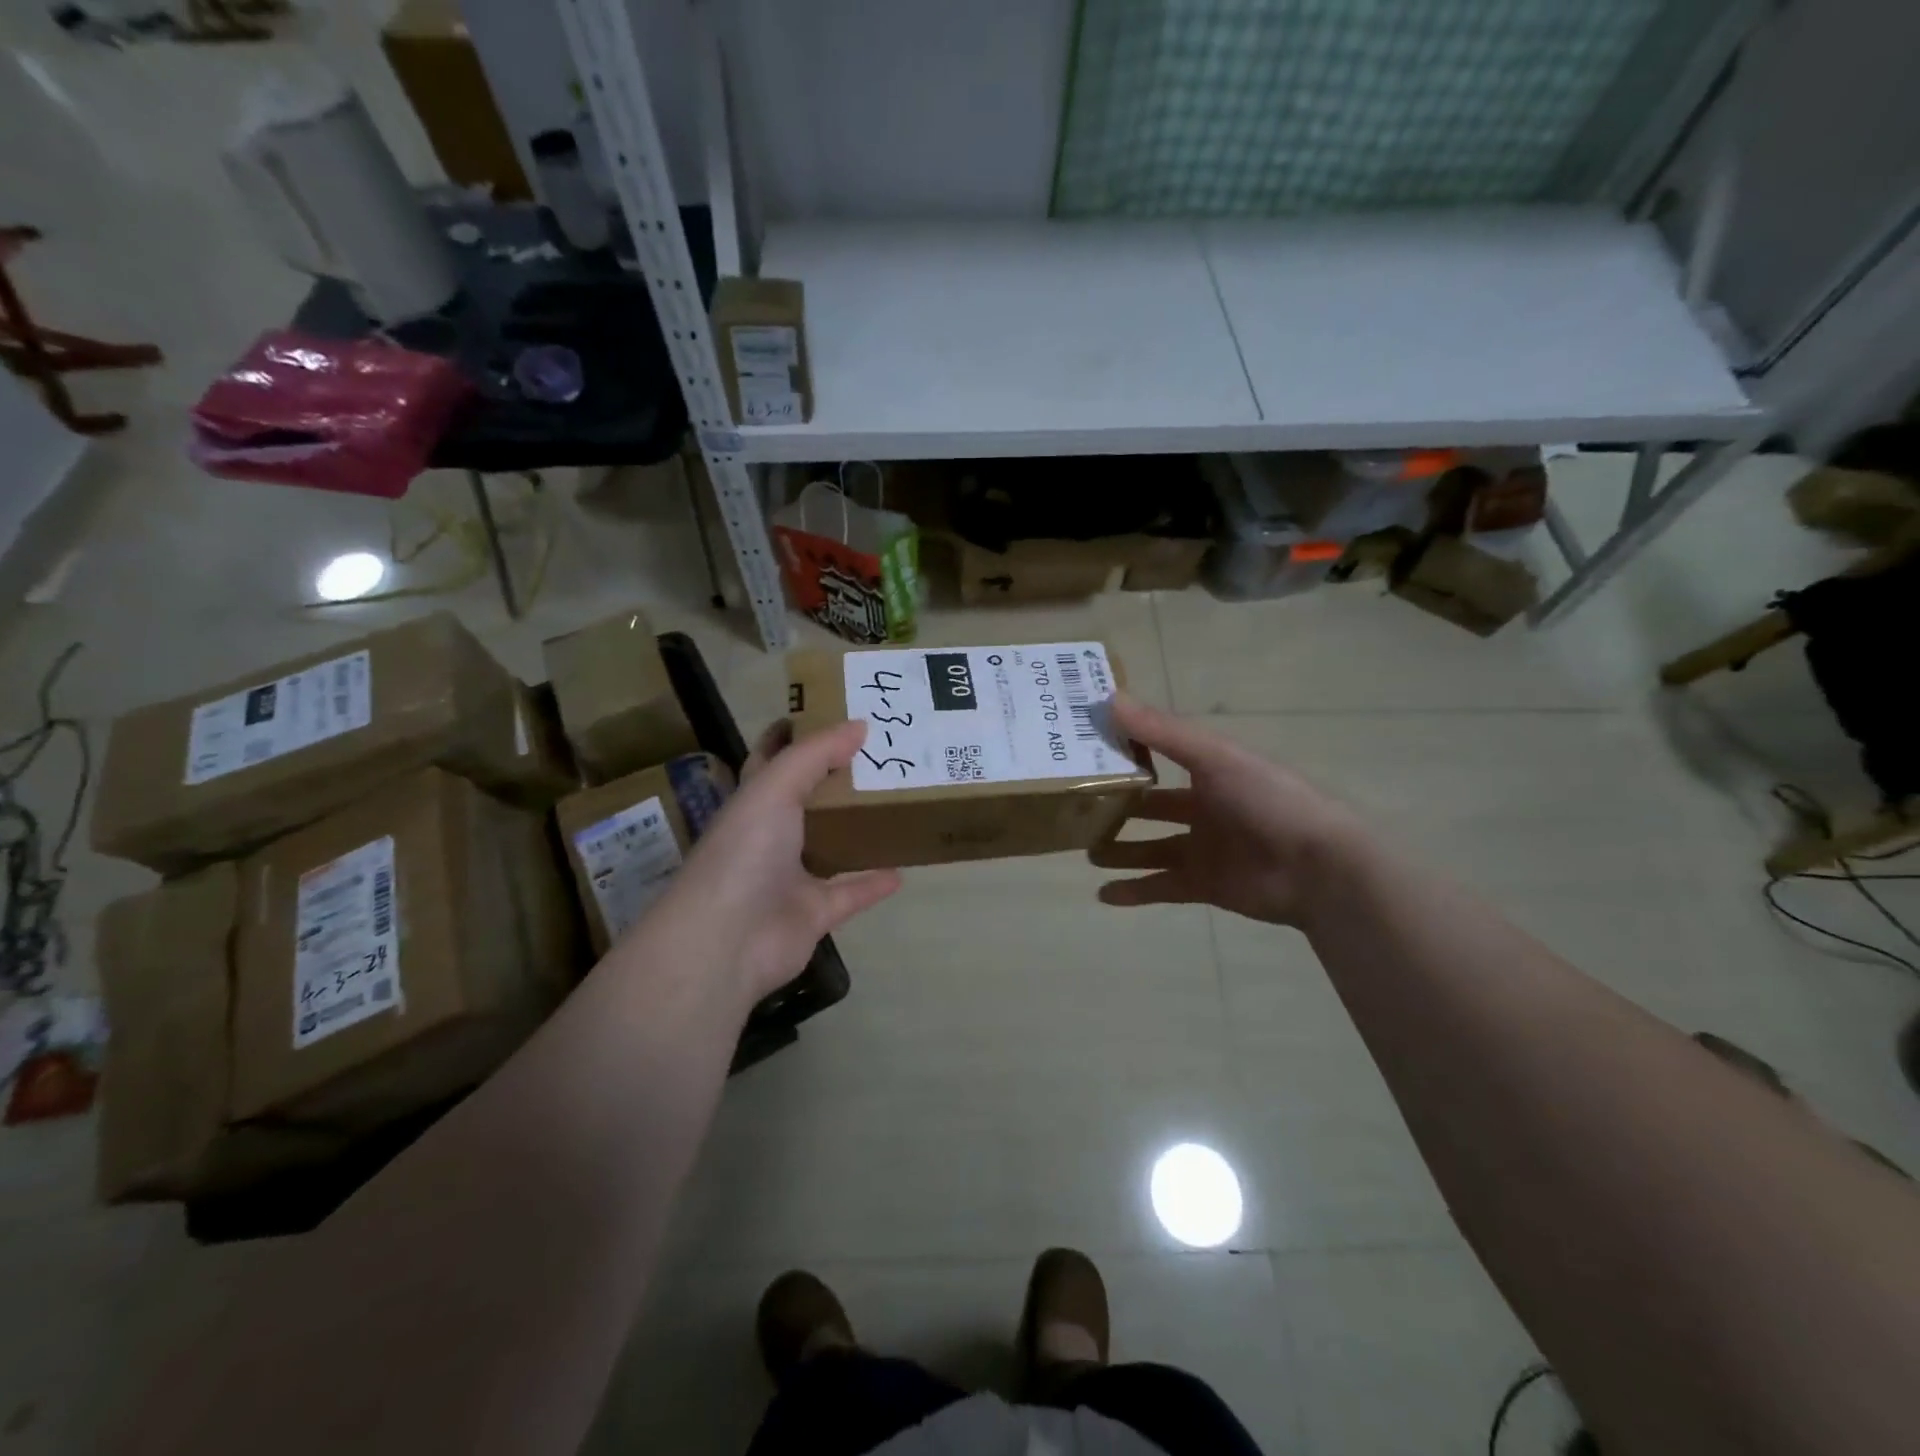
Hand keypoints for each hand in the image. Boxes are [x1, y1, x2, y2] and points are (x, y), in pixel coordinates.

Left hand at [660, 718, 900, 1004]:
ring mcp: (791, 877)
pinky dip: (873, 883)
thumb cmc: (745, 851)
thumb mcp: (775, 787)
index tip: (828, 710)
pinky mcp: (813, 913)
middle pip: (806, 800)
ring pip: (830, 846)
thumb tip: (859, 724)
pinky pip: (850, 894)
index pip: (770, 758)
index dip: (791, 734)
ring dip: (856, 829)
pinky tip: (902, 870)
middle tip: (880, 753)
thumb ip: (816, 753)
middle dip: (836, 778)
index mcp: (753, 801)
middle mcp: (769, 836)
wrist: (729, 940)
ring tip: (895, 804)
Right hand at [1090, 696, 1367, 926]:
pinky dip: (1134, 891)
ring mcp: (1204, 849)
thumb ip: (1162, 731)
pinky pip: (1161, 887)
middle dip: (1117, 808)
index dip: (1123, 752)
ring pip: (1151, 849)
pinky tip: (1102, 894)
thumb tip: (1108, 698)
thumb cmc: (1267, 801)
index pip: (1157, 757)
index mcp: (1209, 771)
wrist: (1317, 868)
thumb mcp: (1214, 757)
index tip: (1081, 749)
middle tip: (1076, 808)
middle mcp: (1204, 807)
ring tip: (1084, 851)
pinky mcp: (1205, 885)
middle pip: (1150, 806)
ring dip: (1120, 850)